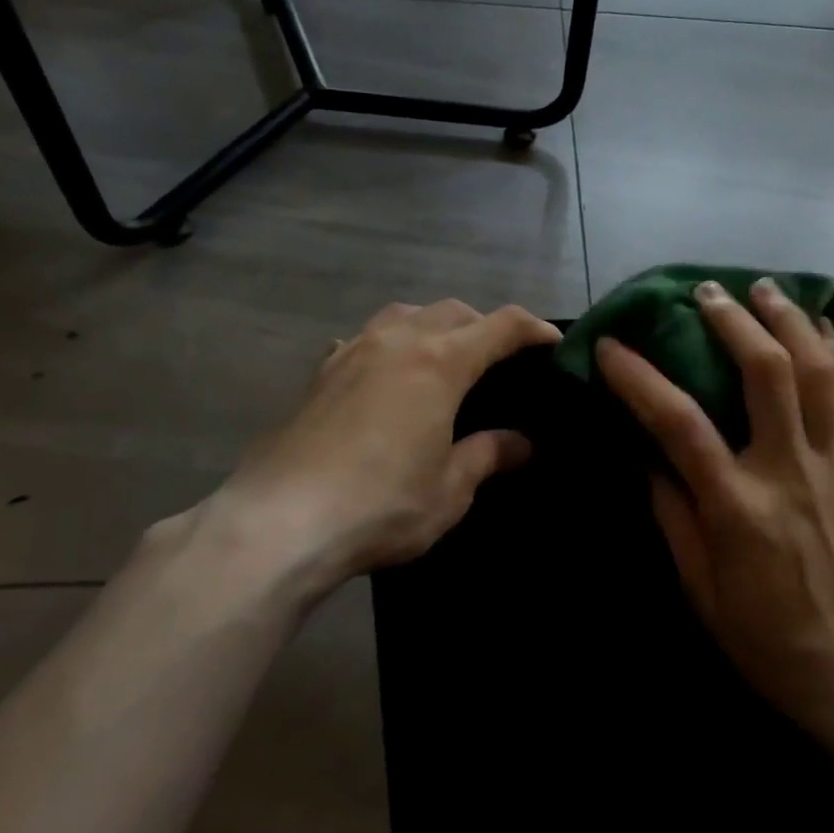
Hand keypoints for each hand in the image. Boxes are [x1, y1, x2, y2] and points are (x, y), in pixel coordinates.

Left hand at [197, 300, 560, 596]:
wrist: (279, 522)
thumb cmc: (380, 505)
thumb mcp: (449, 489)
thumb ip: (488, 455)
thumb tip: (524, 444)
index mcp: (439, 362)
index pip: (501, 325)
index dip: (534, 329)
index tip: (553, 342)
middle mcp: (398, 341)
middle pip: (454, 310)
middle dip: (485, 325)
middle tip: (501, 359)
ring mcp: (353, 351)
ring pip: (405, 312)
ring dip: (435, 323)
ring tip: (444, 355)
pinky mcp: (321, 372)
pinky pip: (365, 337)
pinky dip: (389, 342)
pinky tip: (385, 372)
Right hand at [595, 278, 833, 744]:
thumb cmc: (766, 638)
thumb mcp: (700, 588)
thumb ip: (673, 514)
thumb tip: (649, 455)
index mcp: (737, 507)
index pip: (679, 423)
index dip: (639, 377)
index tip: (612, 346)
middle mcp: (789, 472)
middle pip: (766, 373)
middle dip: (733, 321)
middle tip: (706, 292)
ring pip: (820, 372)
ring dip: (792, 321)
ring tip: (767, 289)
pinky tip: (823, 327)